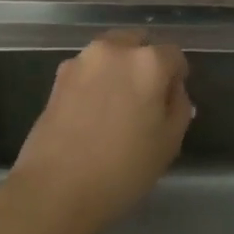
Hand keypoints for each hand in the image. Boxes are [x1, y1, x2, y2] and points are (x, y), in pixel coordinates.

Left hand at [11, 30, 192, 229]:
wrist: (55, 190)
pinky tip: (93, 113)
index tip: (172, 100)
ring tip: (117, 105)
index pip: (173, 55)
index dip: (177, 76)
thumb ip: (178, 107)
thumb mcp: (169, 142)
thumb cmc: (123, 169)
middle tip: (146, 99)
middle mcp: (114, 50)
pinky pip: (87, 70)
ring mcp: (81, 61)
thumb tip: (172, 91)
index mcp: (148, 62)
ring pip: (110, 54)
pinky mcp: (57, 78)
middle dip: (146, 63)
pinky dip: (95, 82)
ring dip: (118, 70)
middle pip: (138, 43)